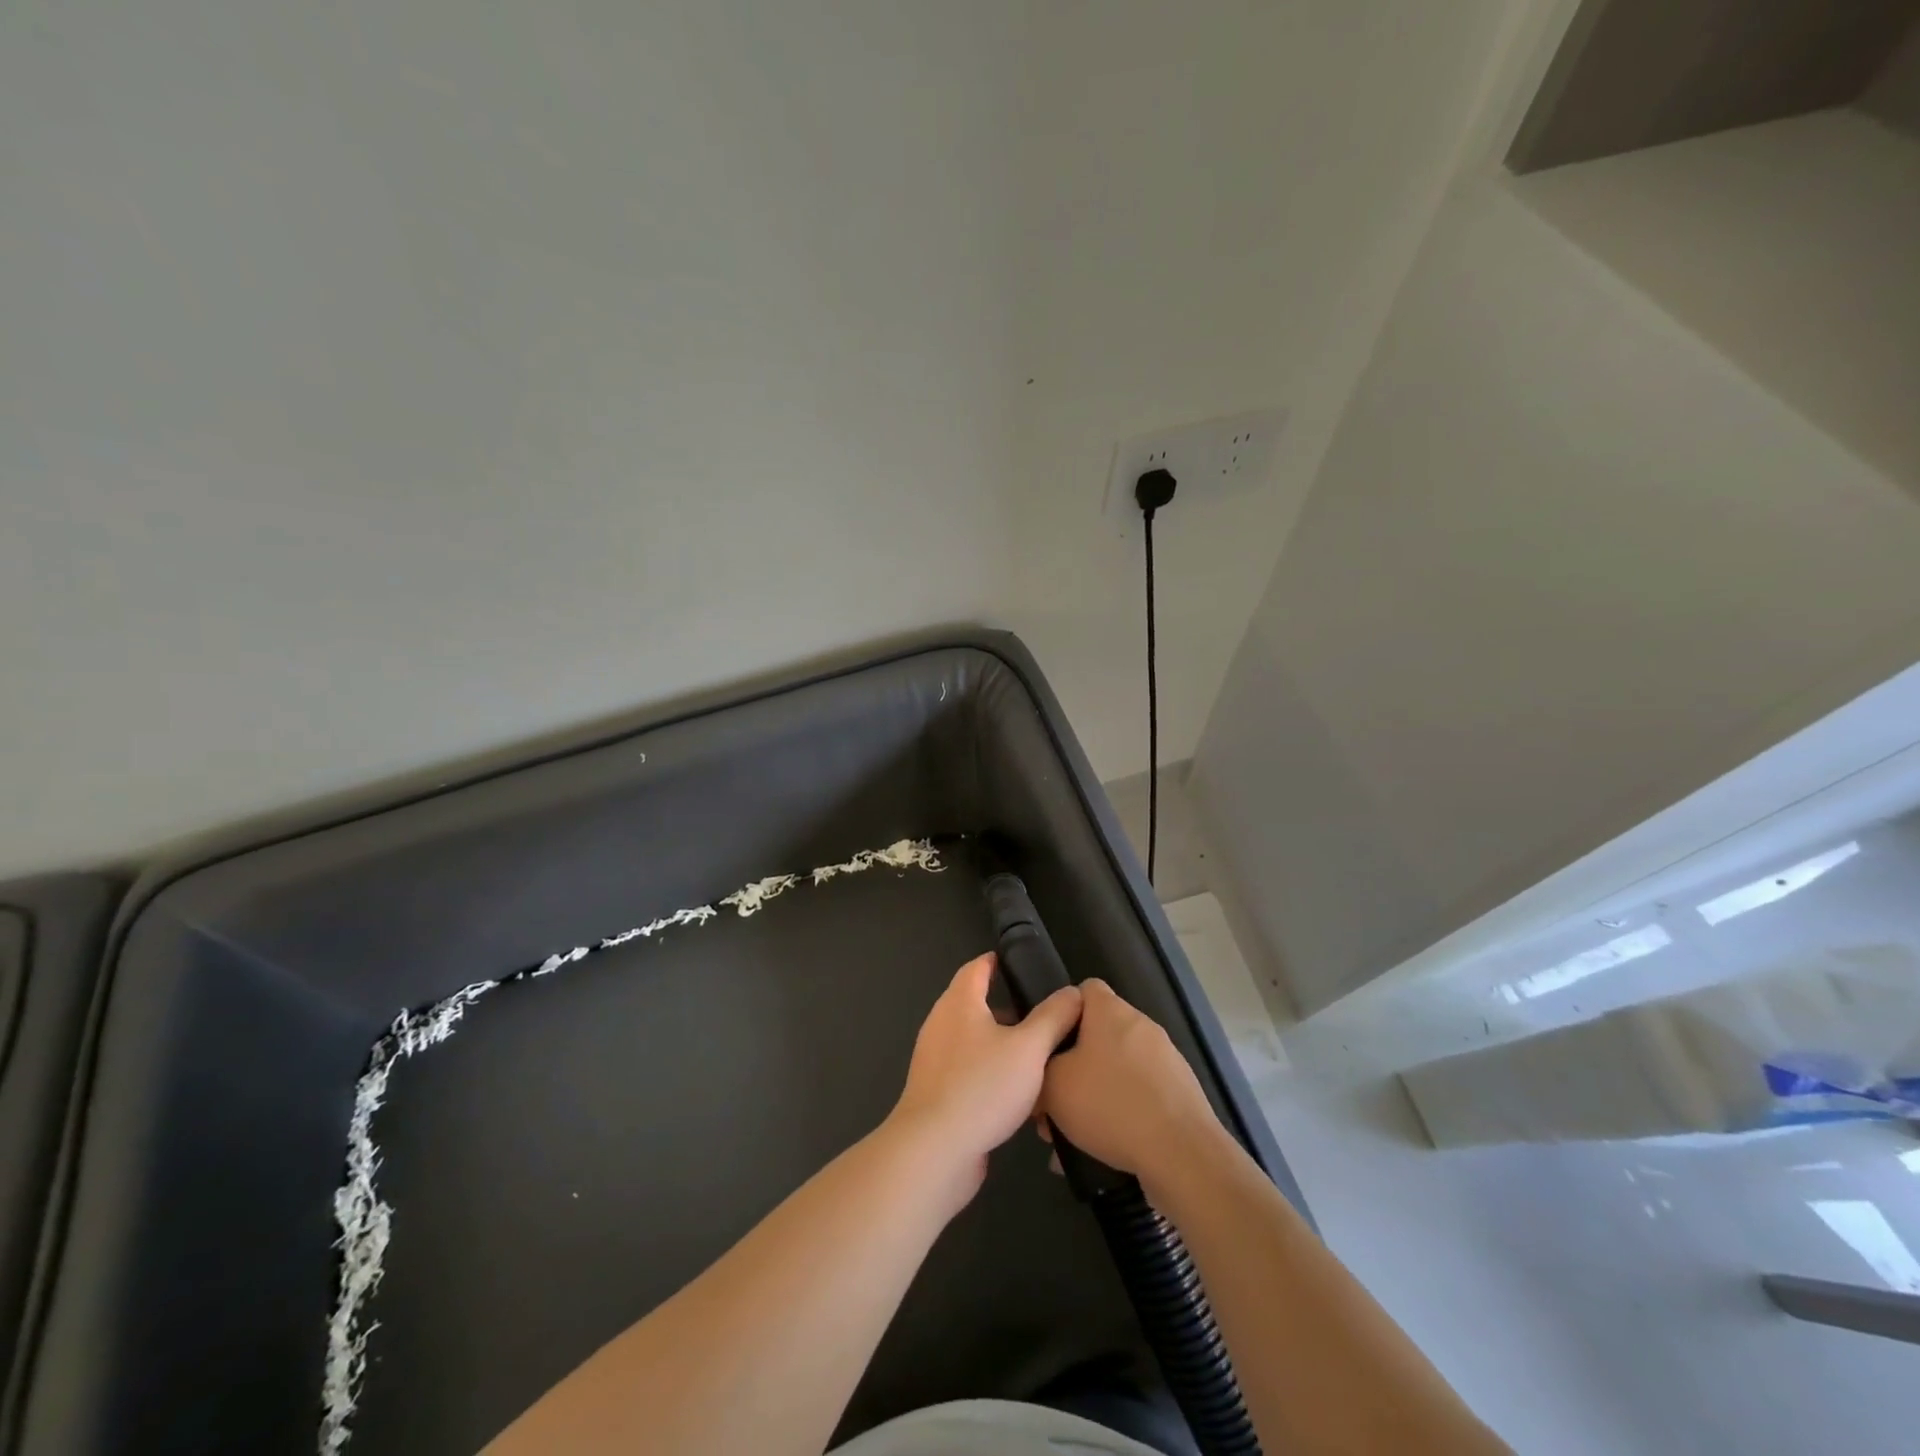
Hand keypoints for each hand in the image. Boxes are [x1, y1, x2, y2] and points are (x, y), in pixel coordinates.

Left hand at [887, 954, 1081, 1208]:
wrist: (935, 1150)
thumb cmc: (982, 1086)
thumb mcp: (1029, 1048)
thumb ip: (1053, 1017)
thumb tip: (1073, 992)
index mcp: (959, 1003)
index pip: (976, 968)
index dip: (996, 961)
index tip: (1019, 962)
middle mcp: (941, 1024)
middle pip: (974, 1004)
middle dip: (1006, 1006)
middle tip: (1042, 1012)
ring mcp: (935, 1060)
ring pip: (973, 1040)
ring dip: (1001, 1042)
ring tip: (1037, 1052)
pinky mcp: (937, 1093)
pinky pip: (968, 1071)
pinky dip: (990, 1072)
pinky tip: (1017, 1093)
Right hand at [1038, 979, 1221, 1186]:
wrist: (1182, 1153)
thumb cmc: (1110, 1104)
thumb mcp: (1053, 1085)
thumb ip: (1040, 1069)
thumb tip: (1043, 1071)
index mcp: (1111, 1011)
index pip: (1083, 990)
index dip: (1062, 1012)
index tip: (1048, 1044)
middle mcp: (1141, 1025)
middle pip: (1099, 1033)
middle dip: (1075, 1063)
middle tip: (1055, 1099)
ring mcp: (1166, 1058)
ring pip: (1118, 1068)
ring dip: (1096, 1093)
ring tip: (1074, 1133)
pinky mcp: (1180, 1092)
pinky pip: (1139, 1094)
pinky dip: (1121, 1113)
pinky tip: (1104, 1147)